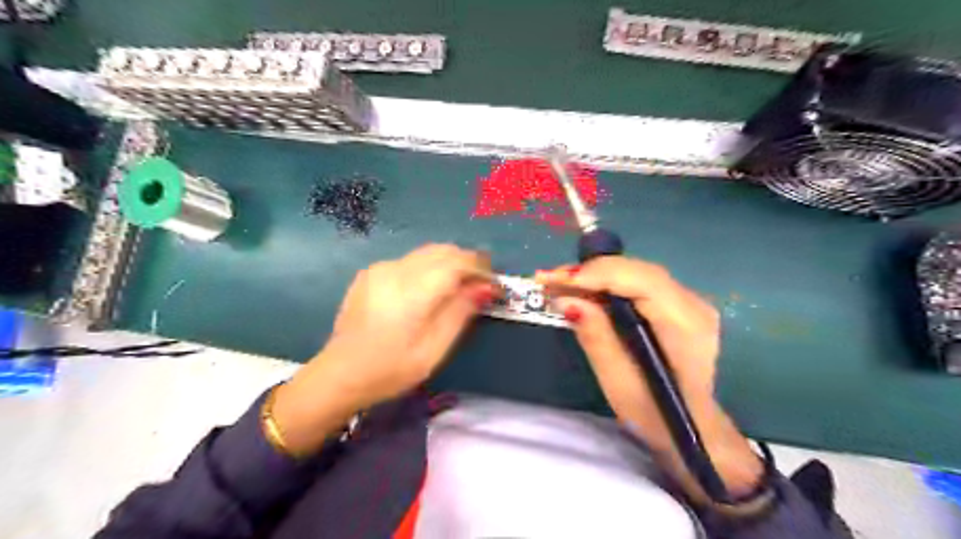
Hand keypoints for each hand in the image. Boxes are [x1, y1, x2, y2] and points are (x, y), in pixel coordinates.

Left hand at [270, 245, 494, 453]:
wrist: (340, 374)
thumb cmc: (391, 369)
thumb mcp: (434, 349)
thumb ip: (460, 312)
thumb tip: (486, 286)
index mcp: (411, 291)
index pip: (456, 262)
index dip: (480, 268)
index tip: (495, 284)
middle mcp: (395, 270)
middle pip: (442, 251)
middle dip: (467, 262)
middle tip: (481, 284)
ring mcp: (380, 268)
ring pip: (426, 253)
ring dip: (449, 263)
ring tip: (460, 287)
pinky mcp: (370, 273)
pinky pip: (409, 261)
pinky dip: (428, 268)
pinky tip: (429, 291)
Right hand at [537, 259, 763, 498]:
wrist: (692, 426)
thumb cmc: (656, 414)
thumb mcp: (620, 384)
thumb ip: (597, 338)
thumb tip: (568, 300)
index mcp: (687, 327)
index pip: (643, 282)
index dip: (599, 274)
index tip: (557, 280)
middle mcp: (693, 305)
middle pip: (637, 272)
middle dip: (590, 272)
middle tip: (547, 280)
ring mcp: (687, 301)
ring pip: (634, 274)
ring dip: (594, 276)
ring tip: (556, 284)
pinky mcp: (675, 303)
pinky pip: (636, 283)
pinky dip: (605, 284)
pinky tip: (579, 290)